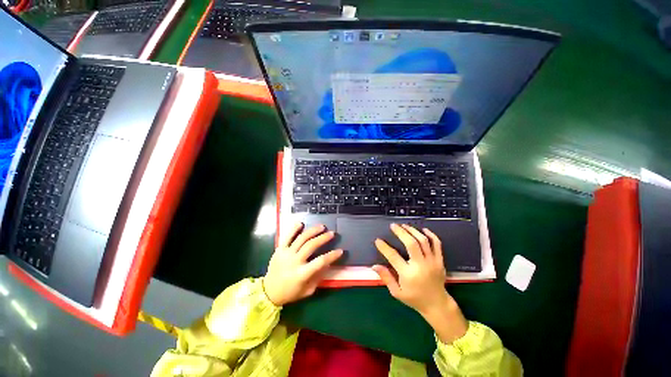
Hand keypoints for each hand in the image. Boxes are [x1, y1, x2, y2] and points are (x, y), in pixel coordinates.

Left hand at [263, 222, 342, 305]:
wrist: (269, 291)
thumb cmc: (291, 292)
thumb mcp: (307, 290)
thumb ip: (318, 277)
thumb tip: (328, 263)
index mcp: (302, 274)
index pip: (320, 262)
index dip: (332, 255)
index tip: (340, 250)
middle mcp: (294, 261)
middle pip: (311, 246)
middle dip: (323, 238)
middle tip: (332, 233)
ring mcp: (286, 253)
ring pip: (301, 238)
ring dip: (313, 231)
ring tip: (322, 226)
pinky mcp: (279, 249)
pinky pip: (287, 236)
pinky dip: (294, 229)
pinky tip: (301, 223)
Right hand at [372, 224, 467, 343]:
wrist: (437, 305)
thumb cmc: (415, 299)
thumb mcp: (397, 292)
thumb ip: (386, 277)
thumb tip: (374, 266)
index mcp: (408, 275)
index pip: (393, 256)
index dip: (384, 247)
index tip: (378, 240)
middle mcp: (421, 266)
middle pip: (411, 243)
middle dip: (401, 232)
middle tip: (393, 226)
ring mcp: (432, 262)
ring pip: (423, 241)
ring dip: (412, 231)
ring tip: (404, 225)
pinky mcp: (440, 261)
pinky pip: (437, 244)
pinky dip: (430, 235)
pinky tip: (423, 229)